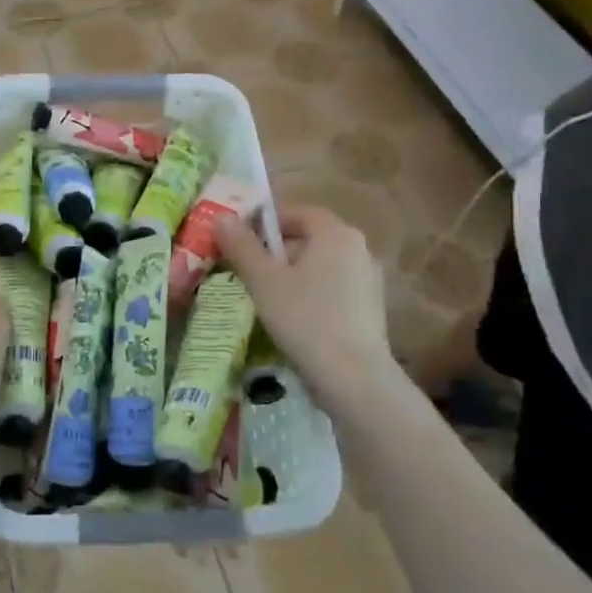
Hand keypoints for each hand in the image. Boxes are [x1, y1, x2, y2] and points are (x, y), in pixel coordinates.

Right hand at [216, 205, 391, 416]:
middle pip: (308, 239)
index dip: (264, 223)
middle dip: (275, 252)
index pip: (295, 213)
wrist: (355, 379)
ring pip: (320, 266)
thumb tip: (221, 217)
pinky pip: (333, 289)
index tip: (239, 242)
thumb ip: (241, 246)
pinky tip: (293, 320)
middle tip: (246, 272)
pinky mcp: (371, 309)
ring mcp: (369, 279)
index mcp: (335, 233)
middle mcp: (358, 248)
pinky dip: (311, 295)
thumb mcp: (263, 281)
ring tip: (265, 299)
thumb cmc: (305, 319)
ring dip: (292, 275)